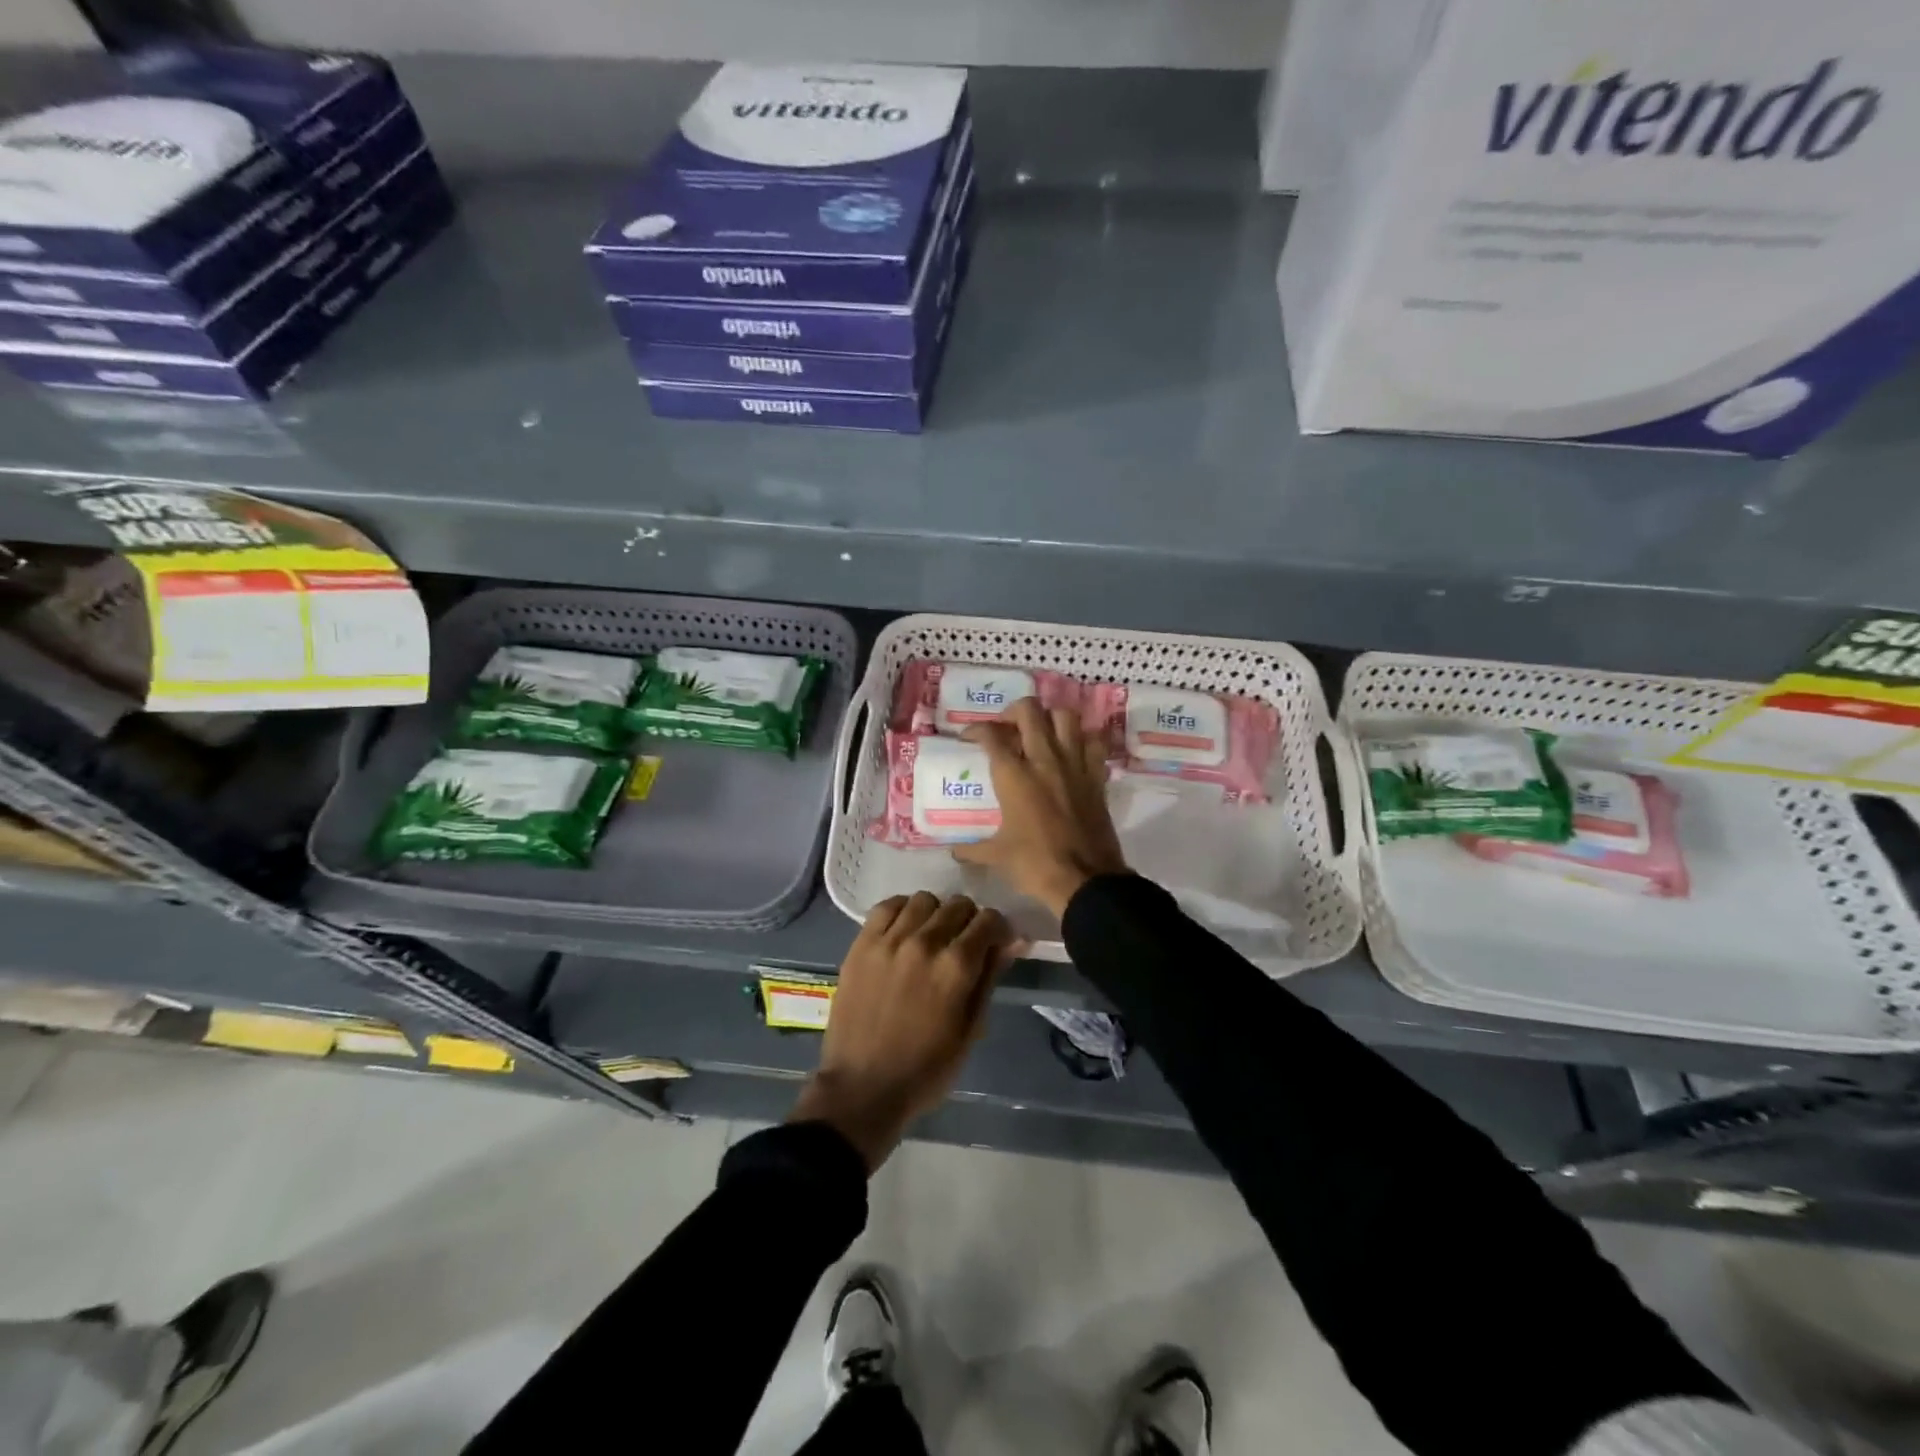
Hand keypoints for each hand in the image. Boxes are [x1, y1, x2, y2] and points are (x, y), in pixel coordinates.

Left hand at [790, 892, 1013, 1169]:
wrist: (863, 1087)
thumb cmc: (926, 1069)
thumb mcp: (971, 1029)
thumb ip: (991, 977)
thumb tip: (1014, 940)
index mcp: (956, 966)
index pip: (989, 920)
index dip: (998, 930)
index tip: (995, 944)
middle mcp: (925, 942)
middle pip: (958, 905)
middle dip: (969, 921)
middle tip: (964, 945)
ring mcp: (889, 939)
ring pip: (924, 899)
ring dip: (936, 914)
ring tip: (932, 937)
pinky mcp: (862, 943)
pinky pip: (887, 906)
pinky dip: (902, 911)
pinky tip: (904, 931)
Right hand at [954, 697, 1127, 916]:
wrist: (1085, 880)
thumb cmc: (1035, 865)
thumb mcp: (997, 856)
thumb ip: (973, 849)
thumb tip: (955, 851)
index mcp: (1014, 776)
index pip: (991, 735)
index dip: (976, 730)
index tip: (970, 738)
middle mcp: (1044, 759)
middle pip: (1028, 711)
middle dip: (1012, 712)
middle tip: (1006, 728)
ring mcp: (1074, 764)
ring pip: (1064, 717)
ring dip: (1049, 718)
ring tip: (1039, 733)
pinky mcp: (1096, 776)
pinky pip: (1093, 742)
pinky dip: (1082, 739)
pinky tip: (1072, 751)